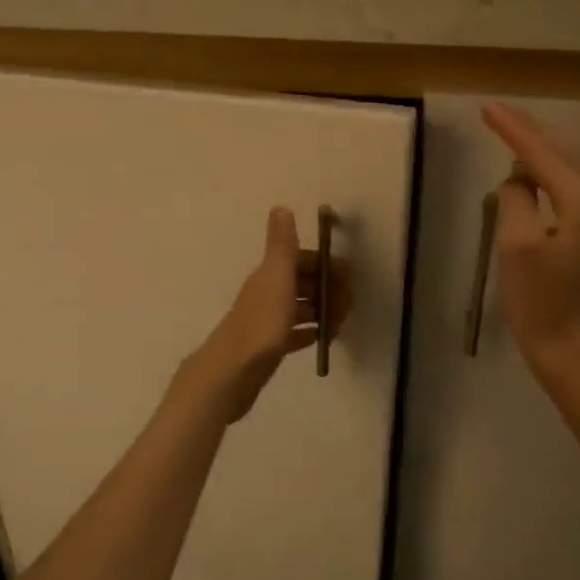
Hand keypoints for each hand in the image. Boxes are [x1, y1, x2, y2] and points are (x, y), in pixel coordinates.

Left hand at [173, 208, 349, 425]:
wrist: (232, 373)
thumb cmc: (260, 324)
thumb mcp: (276, 278)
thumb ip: (281, 245)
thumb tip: (280, 206)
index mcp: (270, 276)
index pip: (302, 260)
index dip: (325, 265)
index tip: (347, 279)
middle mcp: (267, 293)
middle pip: (303, 283)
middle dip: (328, 289)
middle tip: (347, 306)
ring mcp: (267, 321)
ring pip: (301, 308)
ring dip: (322, 310)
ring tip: (340, 323)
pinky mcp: (269, 347)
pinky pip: (295, 334)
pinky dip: (310, 332)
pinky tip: (322, 338)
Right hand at [482, 102, 579, 392]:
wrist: (574, 354)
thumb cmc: (542, 302)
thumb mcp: (517, 246)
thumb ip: (516, 200)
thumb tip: (517, 181)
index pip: (542, 155)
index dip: (513, 130)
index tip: (487, 107)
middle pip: (561, 157)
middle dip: (529, 133)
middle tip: (498, 111)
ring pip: (565, 176)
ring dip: (537, 154)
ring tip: (510, 133)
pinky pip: (565, 196)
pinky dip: (544, 179)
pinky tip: (528, 177)